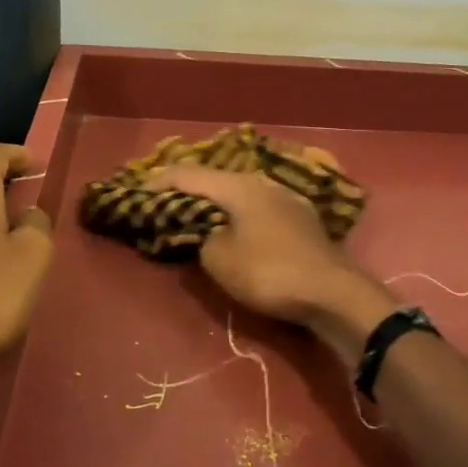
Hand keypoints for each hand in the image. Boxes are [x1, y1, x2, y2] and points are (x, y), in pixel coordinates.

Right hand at [148, 166, 393, 353]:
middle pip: (213, 178)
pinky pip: (255, 206)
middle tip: (160, 200)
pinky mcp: (299, 217)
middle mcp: (261, 182)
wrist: (333, 293)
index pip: (187, 174)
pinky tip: (231, 223)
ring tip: (192, 211)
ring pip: (237, 191)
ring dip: (212, 200)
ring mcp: (285, 197)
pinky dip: (235, 212)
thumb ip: (200, 237)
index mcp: (237, 185)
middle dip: (185, 188)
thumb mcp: (219, 259)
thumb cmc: (269, 273)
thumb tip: (203, 230)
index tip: (134, 191)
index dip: (157, 181)